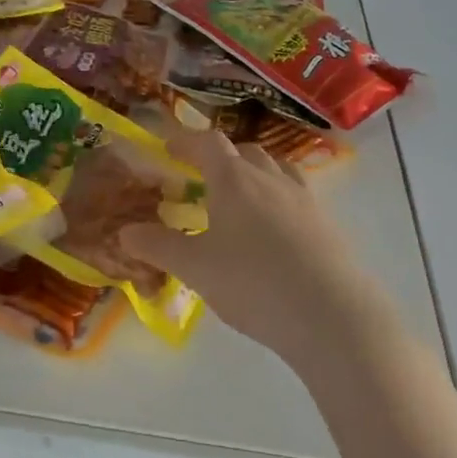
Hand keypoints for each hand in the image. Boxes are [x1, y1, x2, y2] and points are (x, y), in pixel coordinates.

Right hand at [119, 130, 391, 378]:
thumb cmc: (253, 283)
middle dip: (221, 158)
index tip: (169, 148)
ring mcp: (304, 199)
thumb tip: (124, 233)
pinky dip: (278, 199)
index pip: (208, 143)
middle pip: (244, 152)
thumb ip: (158, 246)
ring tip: (240, 198)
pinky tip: (273, 231)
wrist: (332, 315)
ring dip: (254, 173)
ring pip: (276, 169)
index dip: (186, 141)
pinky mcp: (328, 224)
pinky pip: (297, 195)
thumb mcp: (195, 269)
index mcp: (234, 180)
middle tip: (202, 177)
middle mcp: (270, 179)